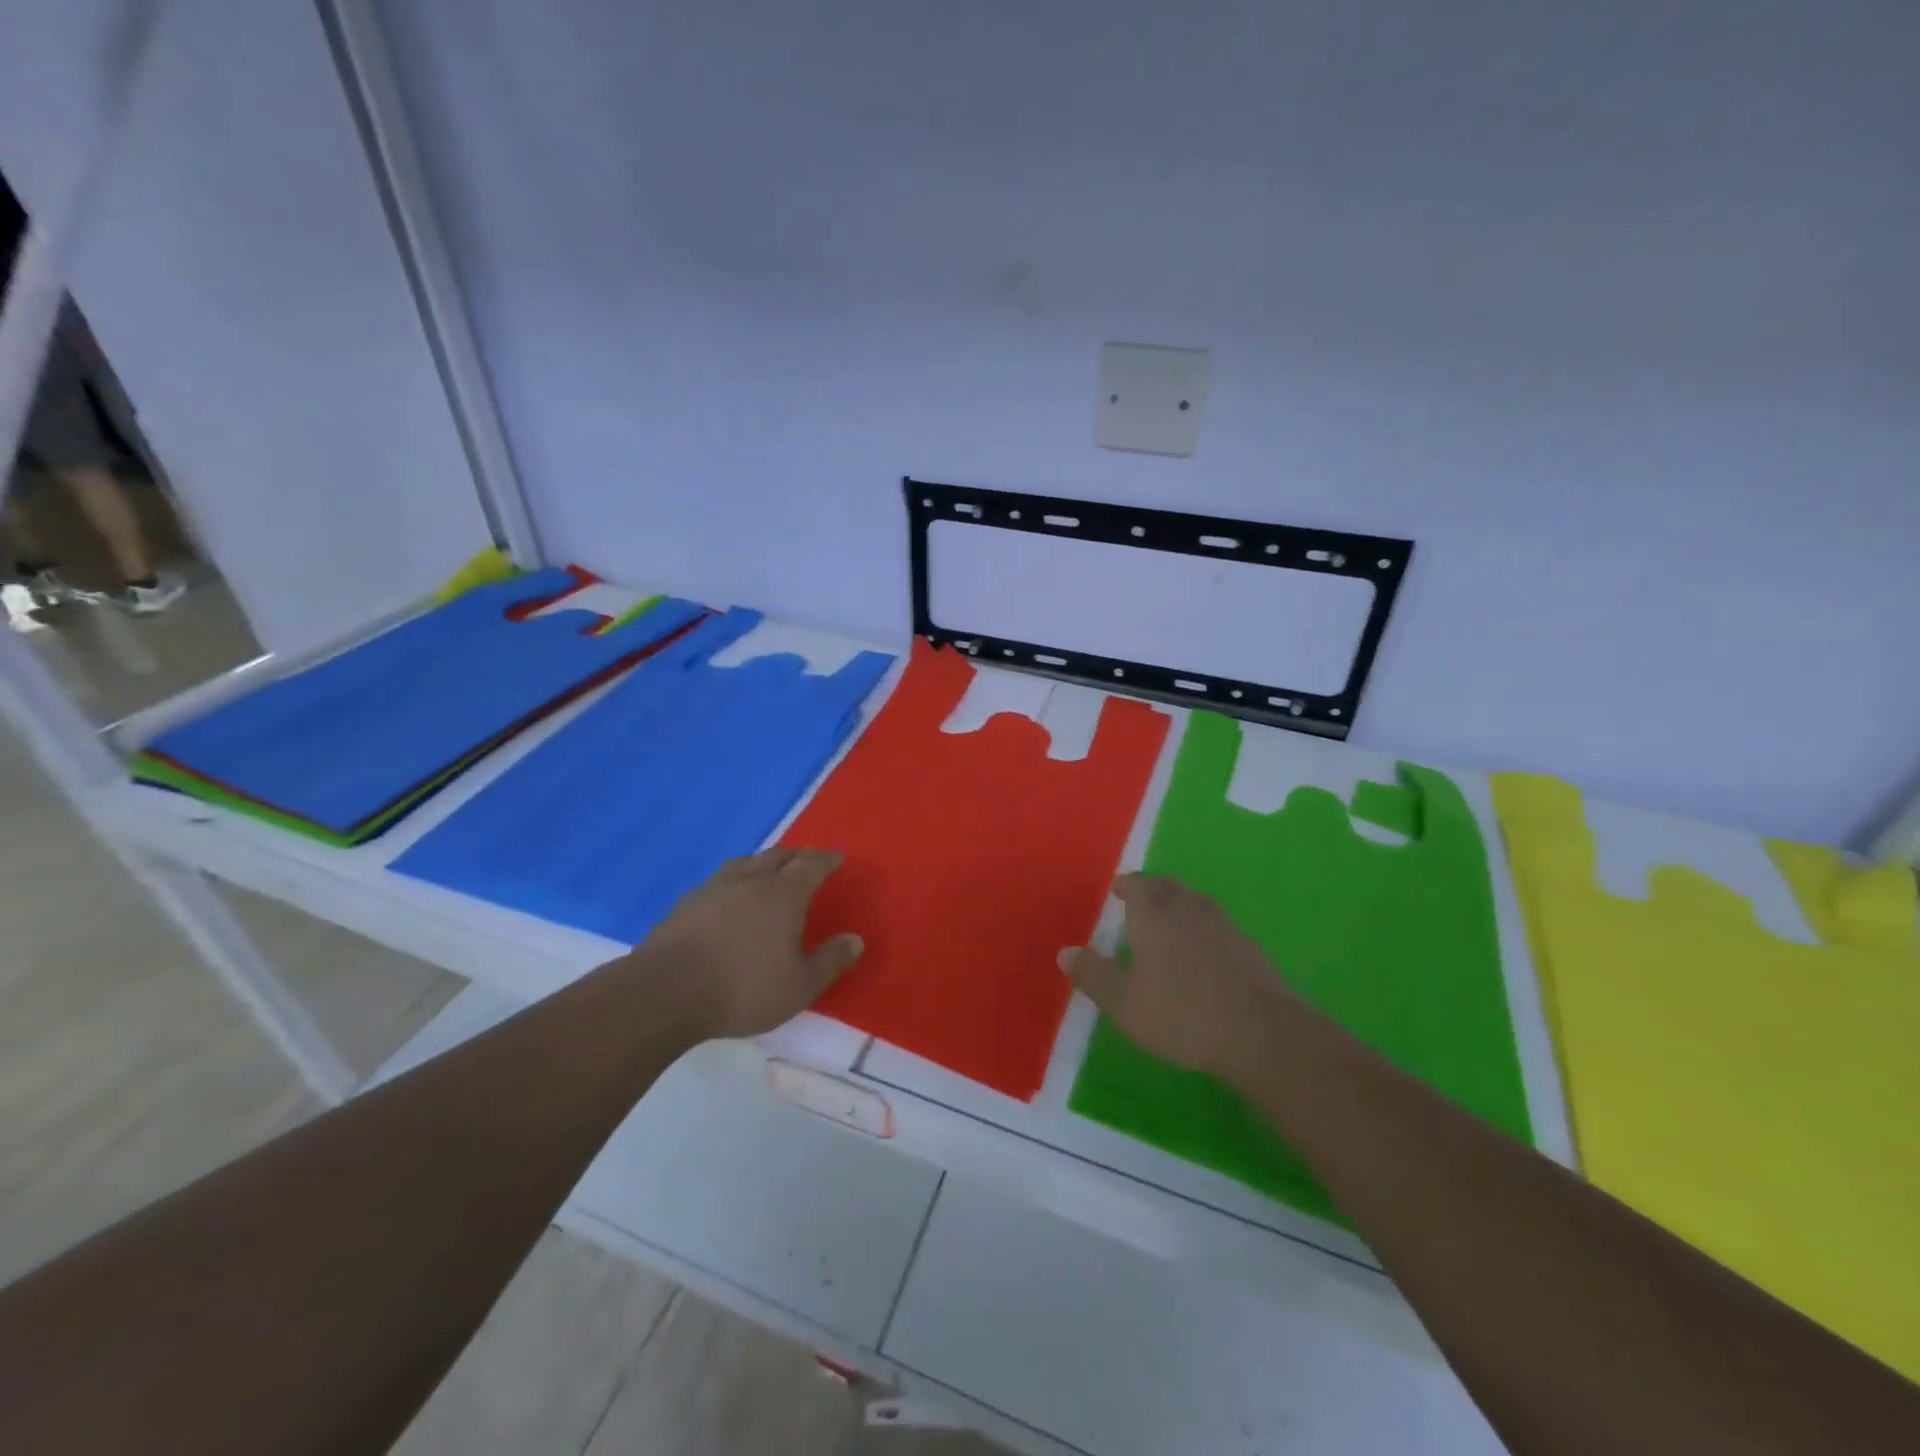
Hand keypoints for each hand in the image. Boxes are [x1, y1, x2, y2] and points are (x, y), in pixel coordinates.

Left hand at [641, 848, 863, 1040]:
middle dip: (796, 856)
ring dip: (761, 863)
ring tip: (766, 873)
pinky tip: (727, 900)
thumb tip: (856, 939)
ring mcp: (714, 887)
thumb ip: (830, 962)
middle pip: (778, 856)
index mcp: (783, 894)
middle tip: (806, 862)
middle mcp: (750, 880)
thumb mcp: (798, 986)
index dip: (826, 859)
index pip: (811, 864)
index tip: (837, 858)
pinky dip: (732, 883)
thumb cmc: (742, 988)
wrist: (665, 991)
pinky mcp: (685, 903)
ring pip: (744, 863)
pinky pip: (717, 881)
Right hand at [1059, 874, 1296, 1079]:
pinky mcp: (1249, 948)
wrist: (1260, 1033)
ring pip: (1196, 902)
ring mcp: (1223, 926)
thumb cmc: (1180, 1013)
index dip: (1126, 885)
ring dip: (1180, 905)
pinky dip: (1204, 930)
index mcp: (1153, 914)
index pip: (1137, 884)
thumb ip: (1092, 974)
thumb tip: (1065, 952)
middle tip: (1140, 900)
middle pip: (1168, 886)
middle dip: (1152, 889)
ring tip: (1170, 922)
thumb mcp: (1122, 1002)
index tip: (1118, 890)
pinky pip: (1218, 926)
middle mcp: (1188, 909)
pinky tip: (1204, 953)